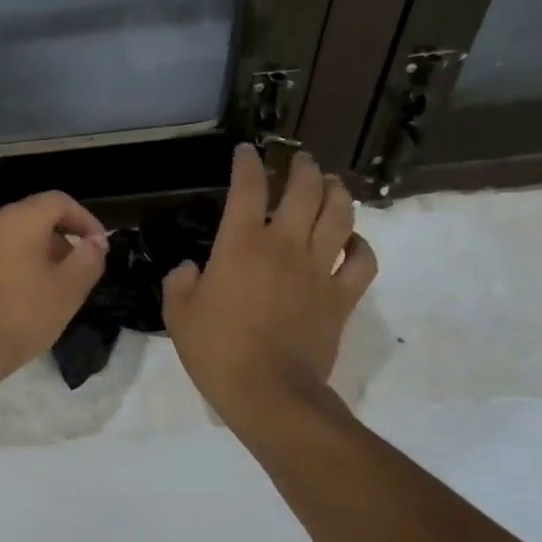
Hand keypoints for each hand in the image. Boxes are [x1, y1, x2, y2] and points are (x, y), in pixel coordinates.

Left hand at [0, 192, 108, 389]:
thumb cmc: (20, 315)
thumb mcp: (68, 290)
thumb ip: (88, 259)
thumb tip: (95, 242)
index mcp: (16, 219)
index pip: (58, 201)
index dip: (85, 220)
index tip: (99, 246)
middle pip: (32, 219)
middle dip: (60, 241)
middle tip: (76, 272)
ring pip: (9, 240)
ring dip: (35, 256)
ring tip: (50, 290)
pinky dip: (11, 268)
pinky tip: (19, 301)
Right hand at [162, 145, 376, 432]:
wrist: (268, 391)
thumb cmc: (216, 350)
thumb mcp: (178, 313)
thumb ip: (180, 281)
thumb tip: (192, 268)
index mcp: (241, 244)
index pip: (247, 187)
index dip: (247, 163)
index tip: (246, 151)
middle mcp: (284, 244)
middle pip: (304, 190)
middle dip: (301, 167)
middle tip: (298, 160)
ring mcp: (319, 269)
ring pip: (339, 214)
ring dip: (336, 192)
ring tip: (331, 183)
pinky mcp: (342, 296)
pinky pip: (363, 259)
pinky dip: (361, 243)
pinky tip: (352, 240)